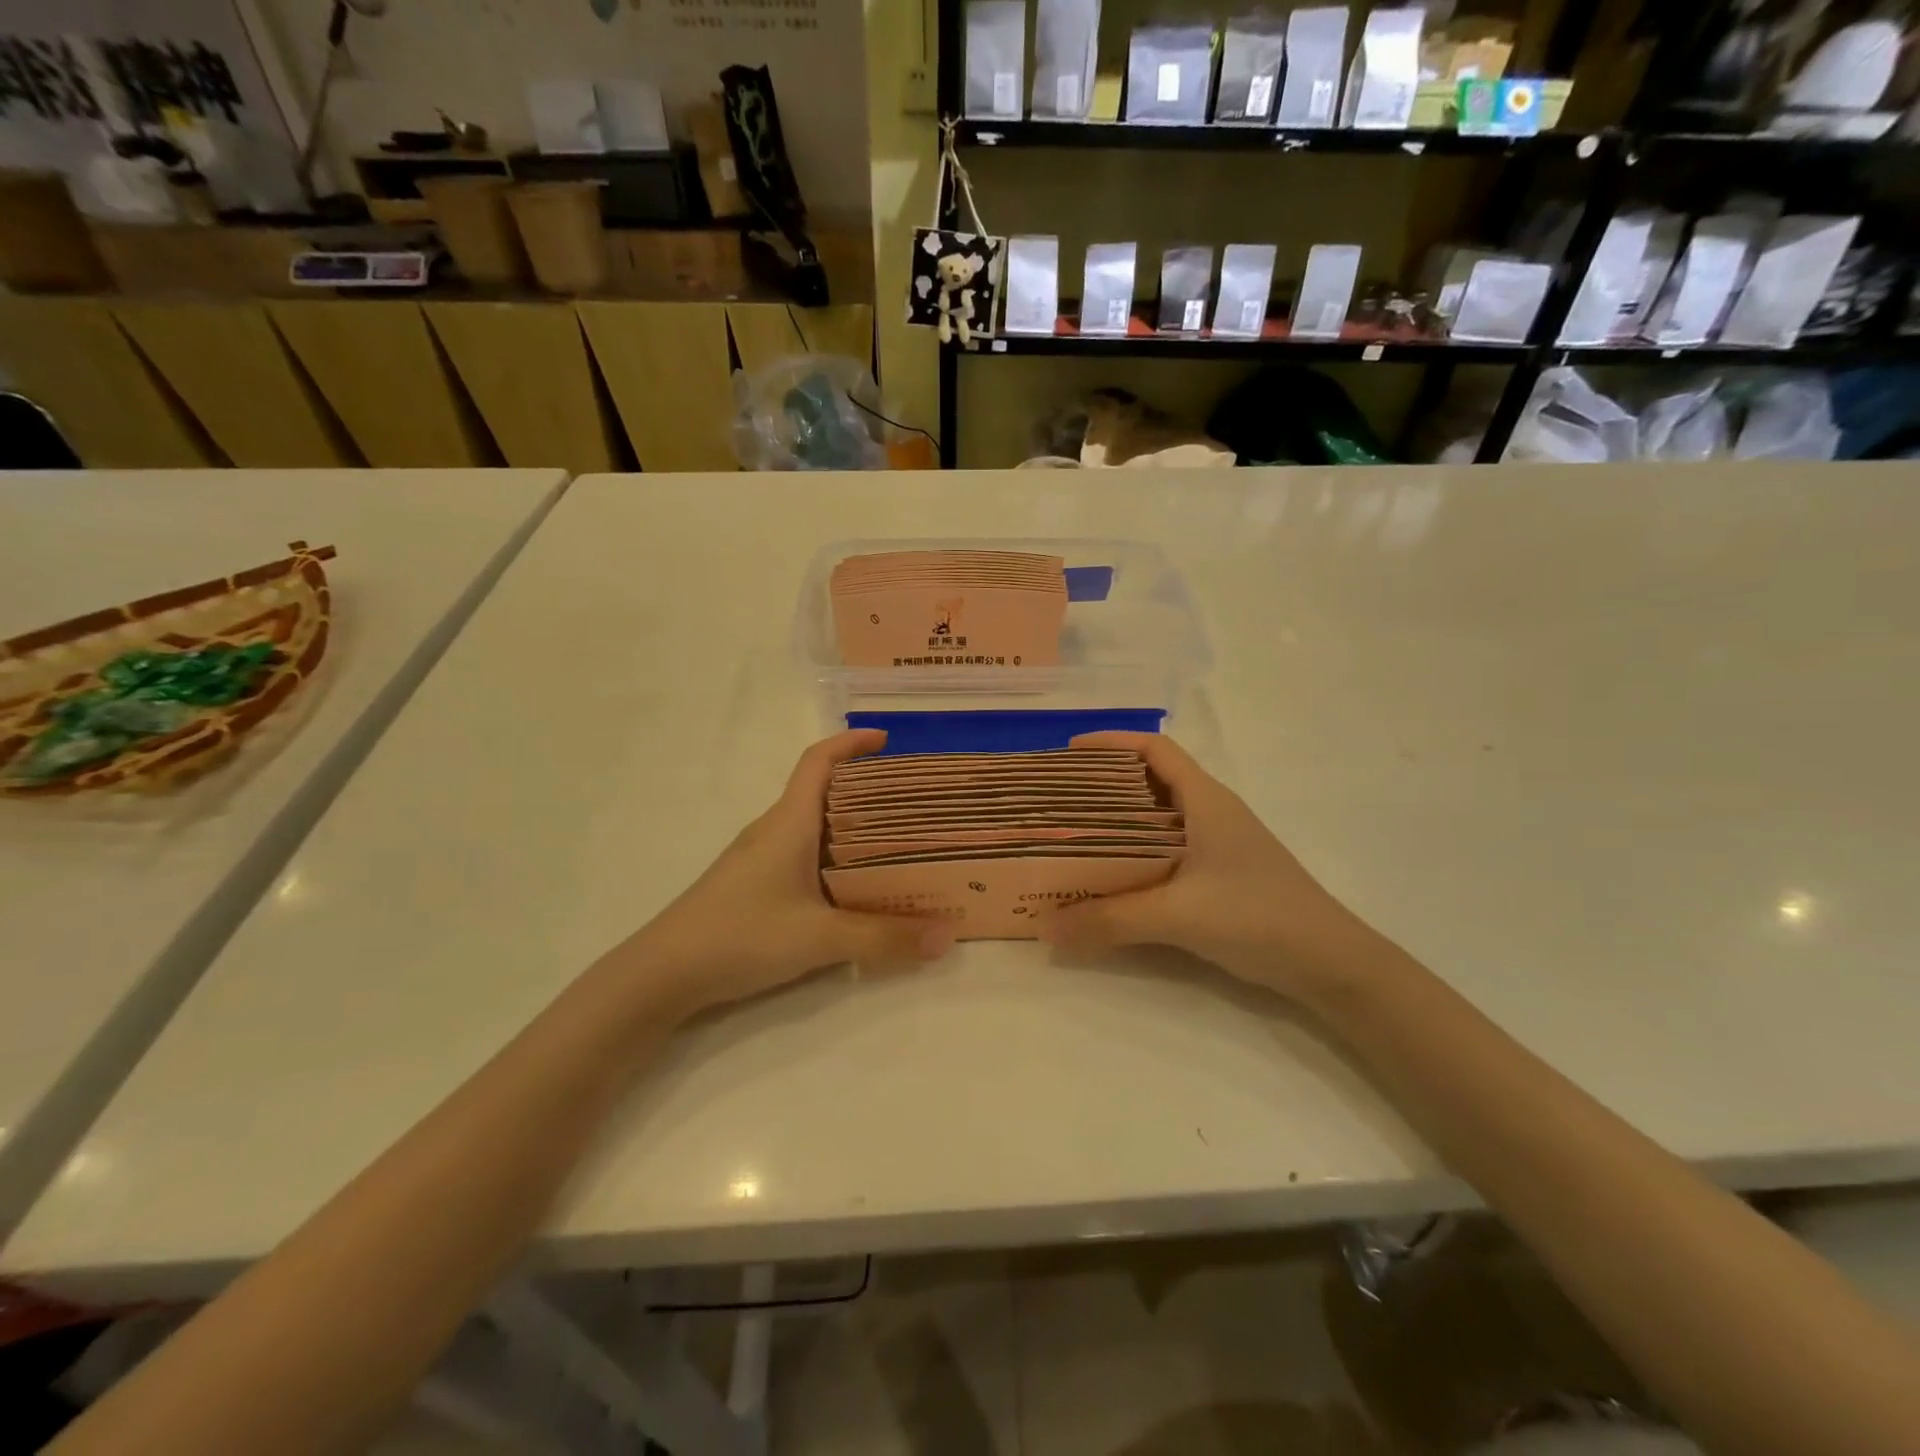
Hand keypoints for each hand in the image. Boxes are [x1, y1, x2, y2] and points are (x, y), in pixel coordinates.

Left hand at [613, 730, 954, 1016]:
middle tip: (912, 803)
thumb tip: (948, 936)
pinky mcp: (755, 884)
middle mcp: (774, 830)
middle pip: (822, 790)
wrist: (663, 974)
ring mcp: (760, 857)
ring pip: (813, 825)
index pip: (818, 761)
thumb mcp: (820, 939)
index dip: (851, 743)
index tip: (887, 740)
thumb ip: (884, 938)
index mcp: (789, 822)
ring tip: (896, 842)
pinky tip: (854, 885)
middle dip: (866, 787)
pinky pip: (804, 853)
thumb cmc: (741, 936)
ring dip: (851, 825)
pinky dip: (835, 856)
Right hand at [1041, 732, 1382, 1001]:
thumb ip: (1111, 920)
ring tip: (1074, 834)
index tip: (1069, 752)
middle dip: (1104, 782)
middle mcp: (1211, 812)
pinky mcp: (1220, 874)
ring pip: (1157, 817)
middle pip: (1150, 780)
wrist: (1330, 963)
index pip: (1155, 749)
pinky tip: (1112, 876)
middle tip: (1060, 799)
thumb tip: (1044, 926)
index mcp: (1205, 800)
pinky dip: (1134, 852)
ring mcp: (1218, 844)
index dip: (1112, 742)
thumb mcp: (1178, 915)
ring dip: (1118, 820)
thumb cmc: (1258, 917)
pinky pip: (1165, 848)